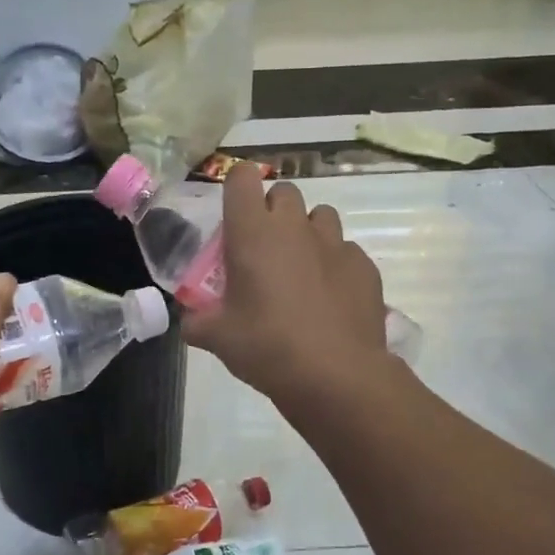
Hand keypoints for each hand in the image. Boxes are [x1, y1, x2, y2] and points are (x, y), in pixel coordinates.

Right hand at [183, 164, 388, 404]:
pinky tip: (328, 296)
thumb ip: (197, 322)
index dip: (236, 187)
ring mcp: (334, 243)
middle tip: (262, 247)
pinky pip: (345, 250)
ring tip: (298, 267)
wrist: (336, 376)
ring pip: (319, 215)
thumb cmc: (267, 347)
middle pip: (283, 191)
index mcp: (253, 232)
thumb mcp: (217, 338)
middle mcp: (294, 227)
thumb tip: (190, 322)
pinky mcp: (364, 265)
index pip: (242, 178)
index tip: (233, 212)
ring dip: (306, 231)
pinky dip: (333, 263)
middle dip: (271, 210)